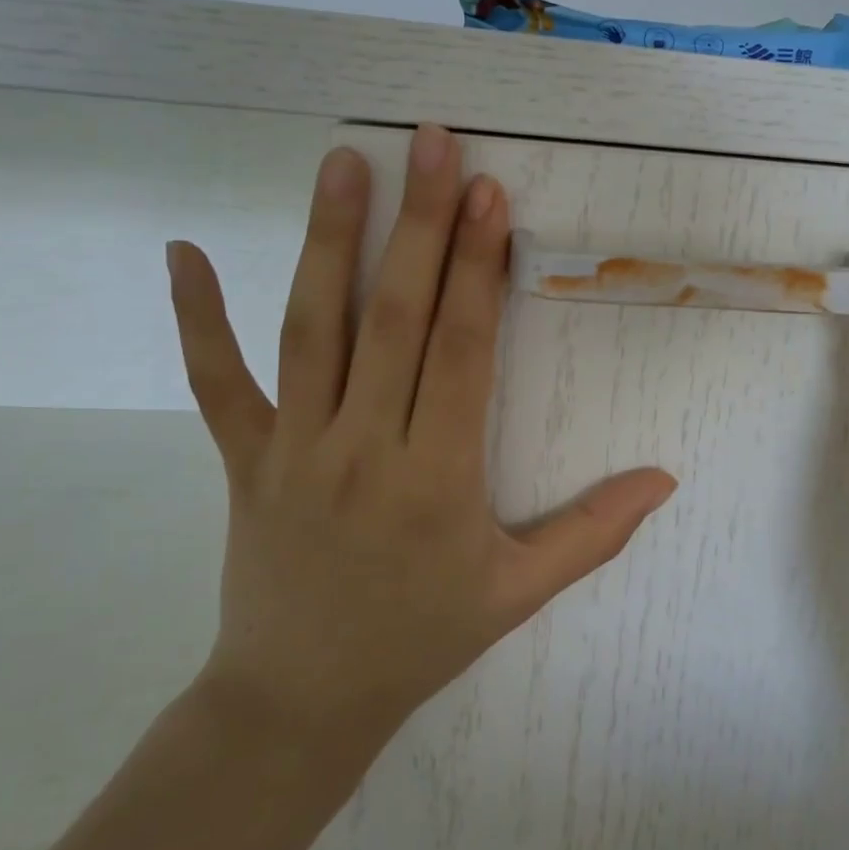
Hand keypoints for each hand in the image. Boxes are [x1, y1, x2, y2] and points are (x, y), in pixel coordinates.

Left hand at [164, 125, 677, 755]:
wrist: (297, 704)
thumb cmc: (420, 638)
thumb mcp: (518, 594)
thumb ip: (594, 532)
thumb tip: (665, 480)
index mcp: (437, 477)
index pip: (459, 350)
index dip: (476, 268)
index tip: (489, 195)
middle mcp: (363, 447)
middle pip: (393, 319)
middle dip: (418, 226)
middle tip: (432, 145)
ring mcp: (293, 449)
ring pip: (311, 330)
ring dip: (327, 242)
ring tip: (343, 164)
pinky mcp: (243, 460)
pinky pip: (216, 383)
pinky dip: (195, 319)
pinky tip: (182, 251)